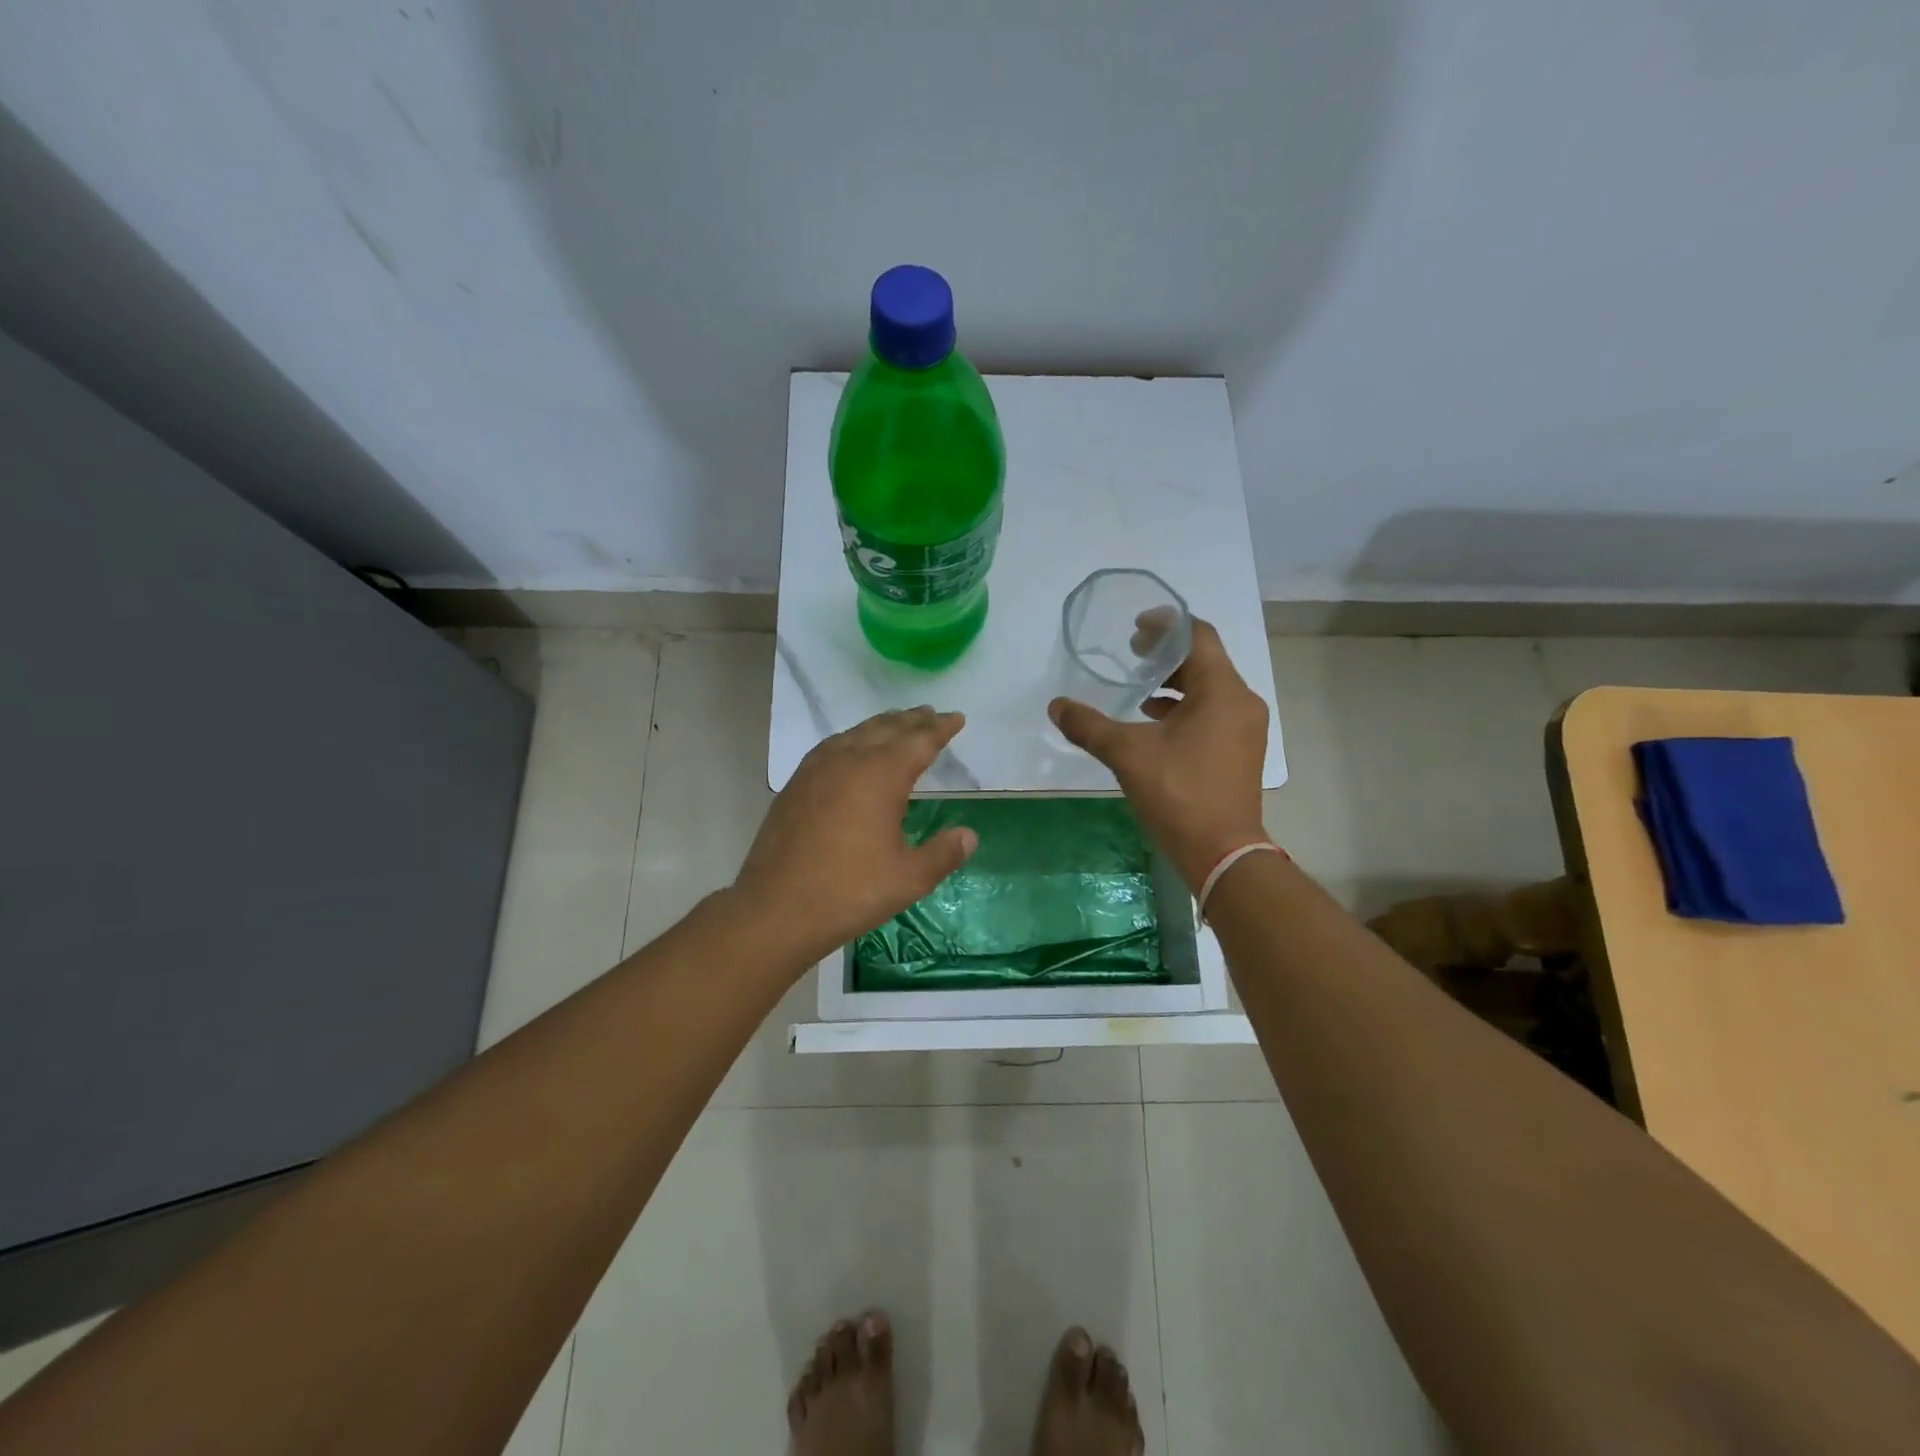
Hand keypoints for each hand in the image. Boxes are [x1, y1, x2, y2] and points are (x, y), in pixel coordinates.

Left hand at [733, 708, 978, 966]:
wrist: (776, 908)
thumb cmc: (850, 891)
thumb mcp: (909, 878)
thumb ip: (943, 854)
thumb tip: (969, 835)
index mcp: (881, 775)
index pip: (919, 741)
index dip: (941, 728)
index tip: (957, 718)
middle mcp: (850, 760)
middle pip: (887, 729)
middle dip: (913, 720)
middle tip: (932, 715)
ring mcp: (817, 769)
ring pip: (857, 733)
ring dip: (882, 725)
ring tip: (898, 723)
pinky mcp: (797, 783)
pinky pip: (832, 746)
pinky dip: (853, 738)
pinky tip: (852, 749)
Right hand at [1049, 618, 1268, 890]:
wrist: (1222, 853)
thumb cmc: (1179, 794)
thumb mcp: (1127, 754)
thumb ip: (1089, 725)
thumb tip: (1056, 705)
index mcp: (1222, 691)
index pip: (1198, 636)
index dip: (1165, 625)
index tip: (1134, 628)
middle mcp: (1241, 702)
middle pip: (1204, 660)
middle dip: (1166, 655)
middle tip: (1131, 655)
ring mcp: (1245, 728)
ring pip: (1209, 688)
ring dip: (1174, 683)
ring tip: (1138, 689)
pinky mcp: (1241, 750)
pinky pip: (1213, 712)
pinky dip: (1185, 708)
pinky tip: (1154, 723)